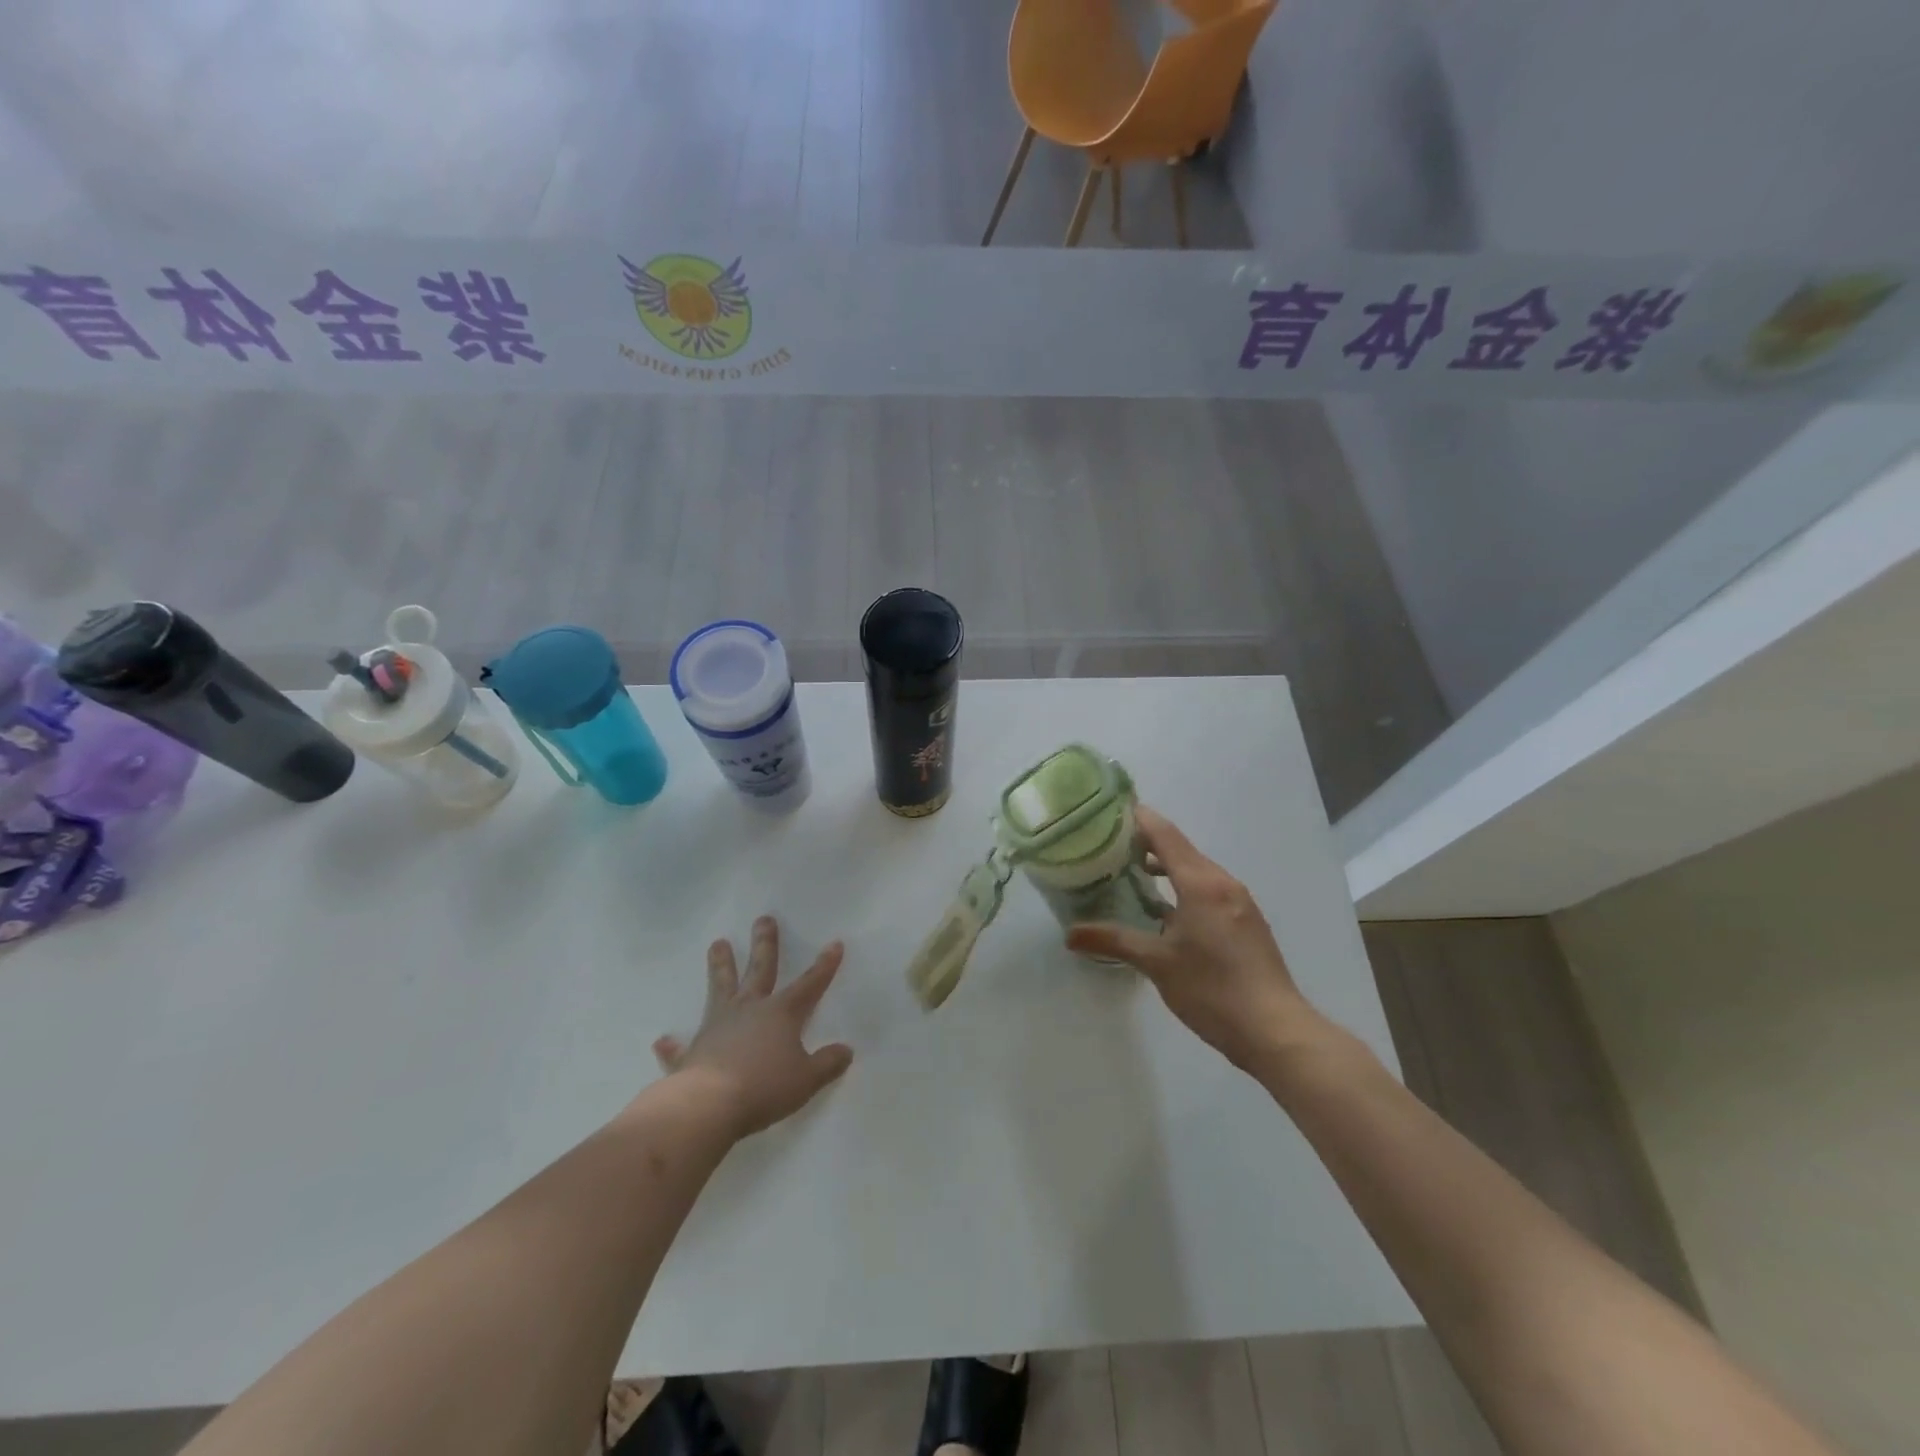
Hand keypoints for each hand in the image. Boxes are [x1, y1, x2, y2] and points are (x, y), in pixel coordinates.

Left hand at [653, 917, 854, 1138]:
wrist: (708, 1105)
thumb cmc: (764, 1087)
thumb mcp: (806, 1080)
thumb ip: (827, 1064)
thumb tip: (846, 1051)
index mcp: (780, 1013)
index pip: (809, 984)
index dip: (824, 966)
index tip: (834, 944)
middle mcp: (749, 1010)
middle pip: (759, 969)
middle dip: (765, 944)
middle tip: (763, 919)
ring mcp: (717, 1026)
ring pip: (720, 988)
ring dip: (720, 966)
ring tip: (717, 943)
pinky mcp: (691, 1052)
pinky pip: (681, 1047)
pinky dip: (673, 1045)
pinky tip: (662, 1040)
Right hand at [1066, 806, 1321, 1074]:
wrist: (1276, 1031)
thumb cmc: (1212, 990)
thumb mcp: (1157, 964)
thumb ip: (1113, 941)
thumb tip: (1070, 935)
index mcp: (1201, 883)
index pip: (1164, 834)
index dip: (1137, 818)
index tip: (1107, 813)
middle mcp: (1223, 882)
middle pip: (1180, 848)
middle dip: (1144, 843)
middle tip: (1106, 847)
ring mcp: (1239, 901)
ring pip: (1195, 869)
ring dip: (1164, 866)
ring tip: (1128, 875)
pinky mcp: (1246, 921)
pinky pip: (1208, 889)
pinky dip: (1182, 886)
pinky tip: (1164, 910)